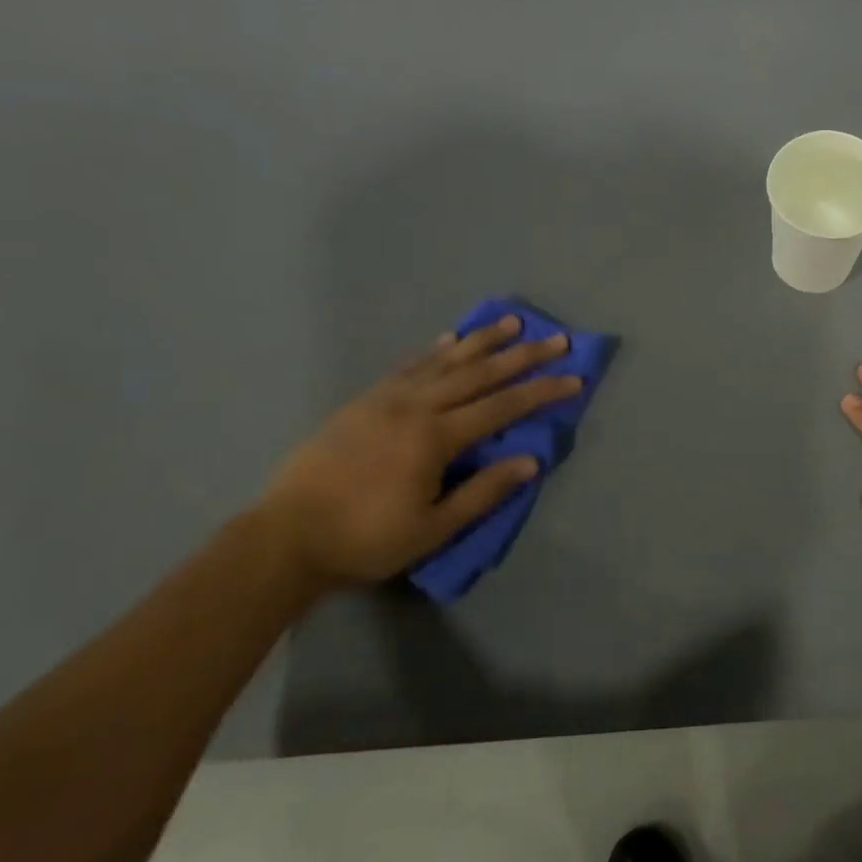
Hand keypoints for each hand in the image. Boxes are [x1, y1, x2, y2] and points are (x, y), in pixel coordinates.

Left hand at [261, 315, 581, 587]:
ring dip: (481, 340)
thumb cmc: (366, 539)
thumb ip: (483, 492)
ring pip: (444, 361)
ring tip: (511, 322)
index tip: (574, 378)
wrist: (286, 536)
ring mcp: (386, 399)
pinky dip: (434, 351)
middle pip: (479, 374)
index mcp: (435, 438)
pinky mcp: (364, 401)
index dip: (541, 392)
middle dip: (522, 356)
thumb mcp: (433, 528)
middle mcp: (415, 406)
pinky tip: (449, 341)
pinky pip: (408, 366)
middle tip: (556, 339)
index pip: (502, 408)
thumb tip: (530, 461)